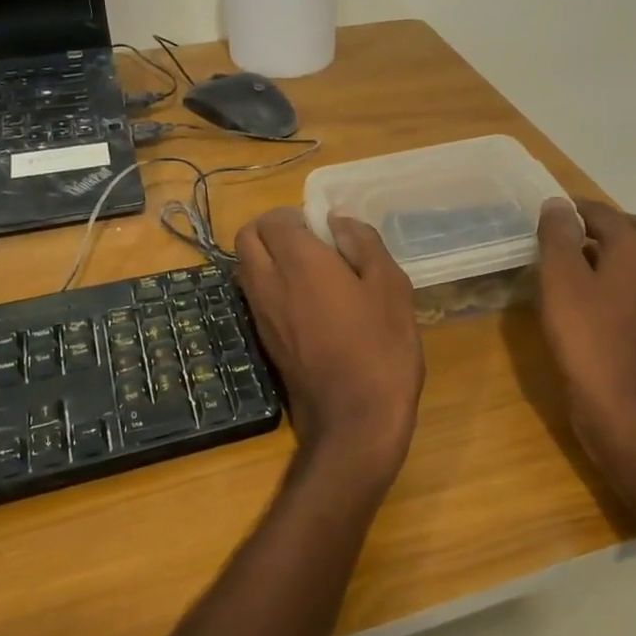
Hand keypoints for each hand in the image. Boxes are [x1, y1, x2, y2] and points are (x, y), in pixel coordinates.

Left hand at [235, 207, 424, 500]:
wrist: (355, 420)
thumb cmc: (381, 347)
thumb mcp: (390, 286)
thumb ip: (363, 243)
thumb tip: (338, 218)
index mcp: (299, 262)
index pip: (273, 219)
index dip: (295, 215)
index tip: (323, 228)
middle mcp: (269, 283)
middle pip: (247, 238)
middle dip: (271, 230)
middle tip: (310, 242)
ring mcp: (260, 315)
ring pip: (245, 267)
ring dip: (267, 257)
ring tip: (311, 272)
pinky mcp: (264, 340)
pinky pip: (254, 296)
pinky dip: (270, 285)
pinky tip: (307, 303)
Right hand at [537, 199, 635, 477]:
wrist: (620, 402)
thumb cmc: (586, 335)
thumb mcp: (561, 279)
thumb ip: (558, 236)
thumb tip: (558, 203)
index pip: (605, 213)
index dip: (575, 208)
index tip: (548, 211)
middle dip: (607, 224)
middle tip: (573, 232)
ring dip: (614, 250)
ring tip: (575, 260)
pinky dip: (617, 276)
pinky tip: (589, 295)